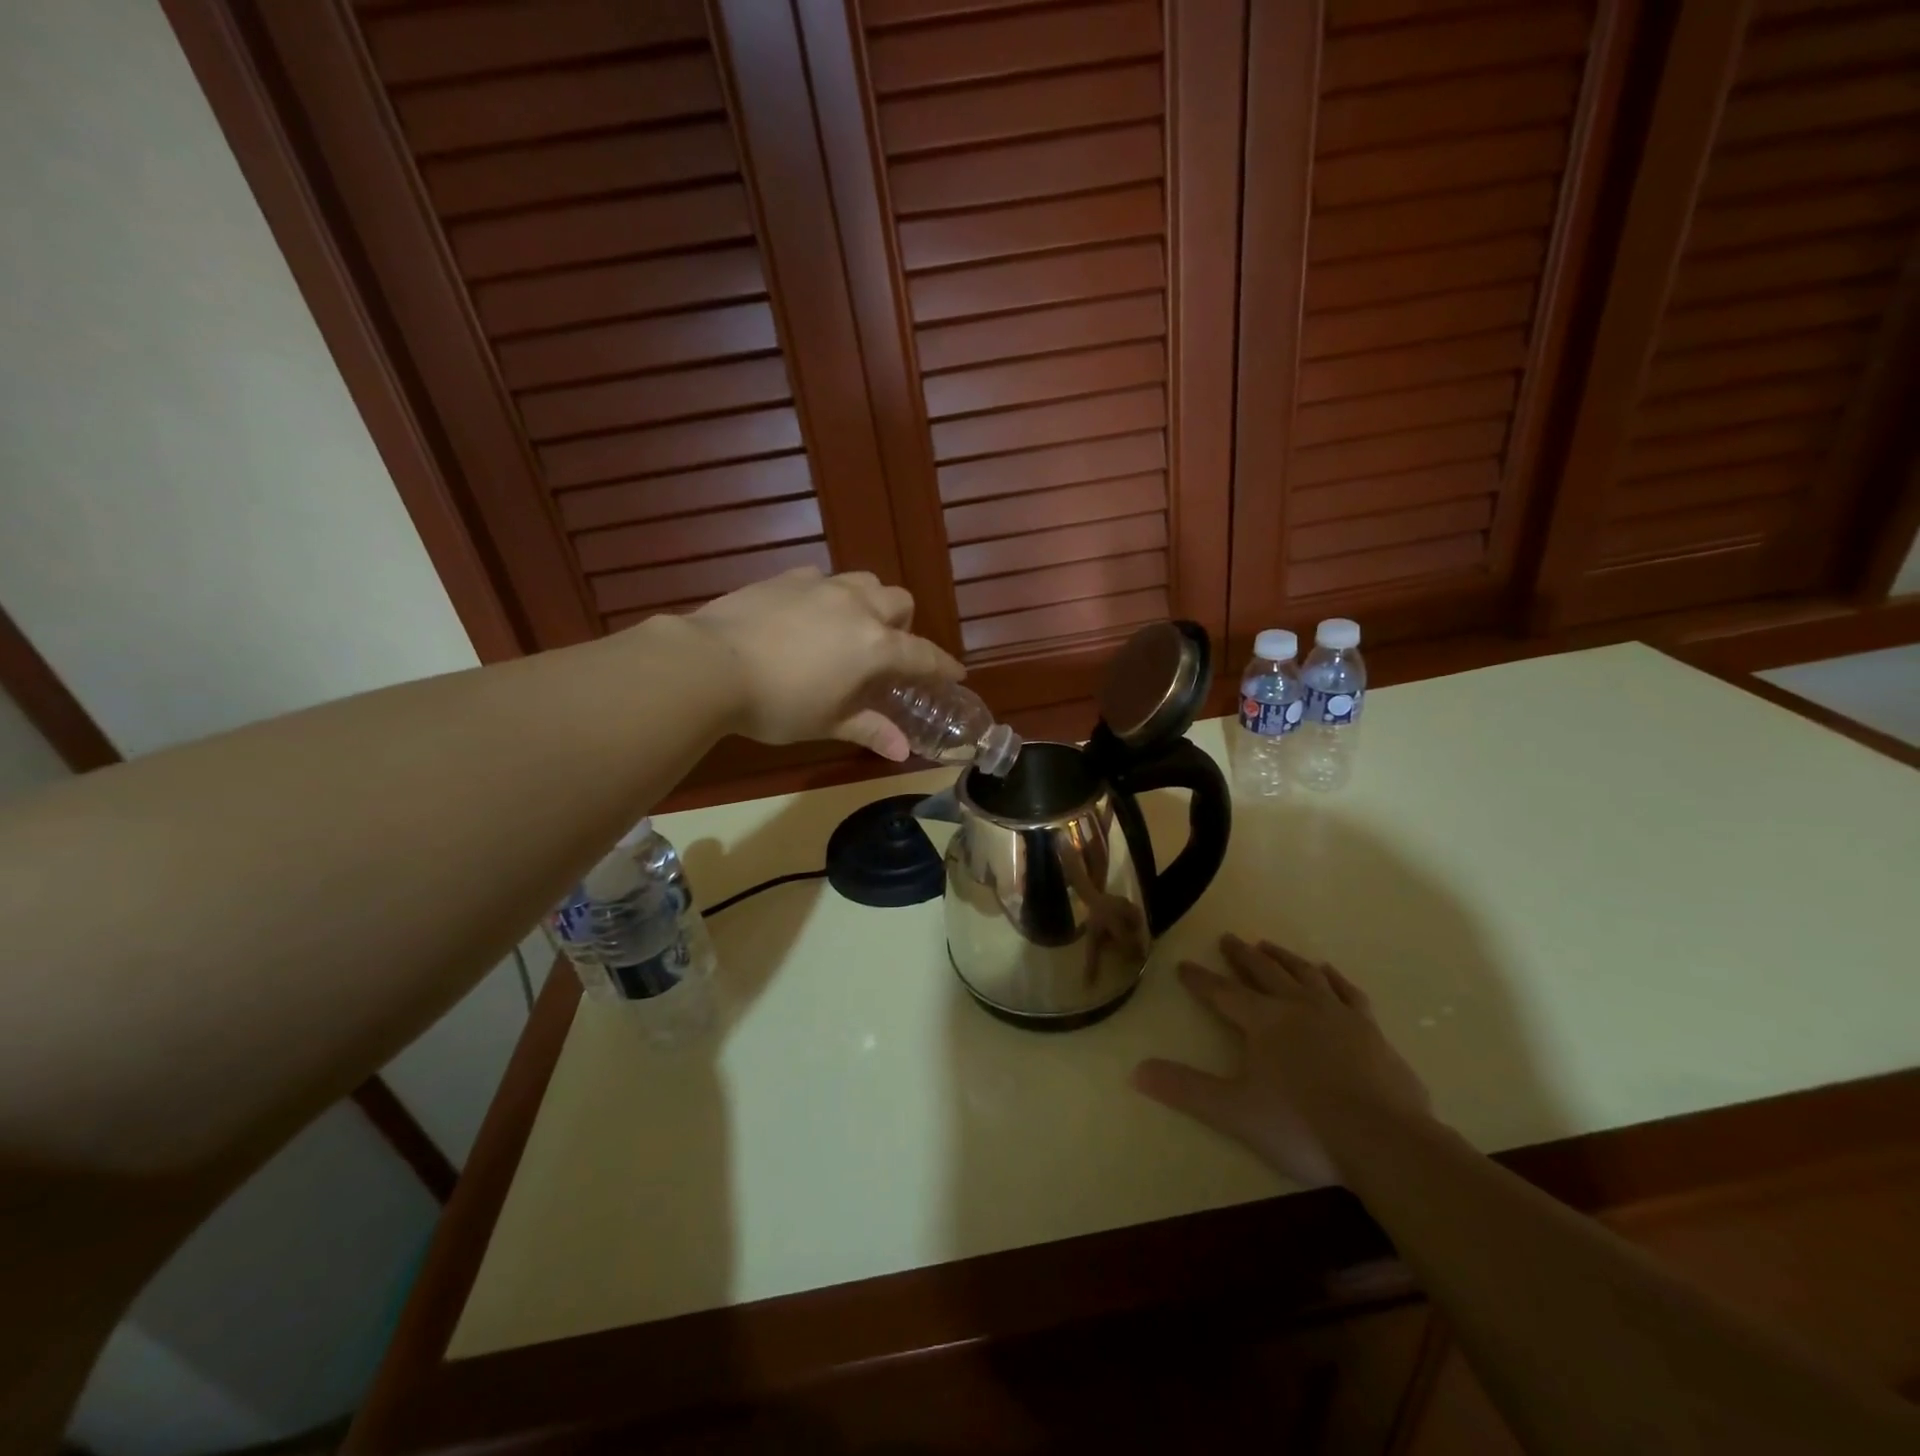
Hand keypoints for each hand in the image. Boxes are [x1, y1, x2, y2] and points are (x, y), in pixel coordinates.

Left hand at [686, 568, 963, 758]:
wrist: (710, 664)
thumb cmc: (777, 704)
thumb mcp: (826, 723)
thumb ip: (870, 730)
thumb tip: (902, 752)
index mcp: (875, 647)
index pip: (923, 656)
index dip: (942, 667)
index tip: (955, 674)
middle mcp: (857, 608)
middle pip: (900, 602)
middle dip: (904, 625)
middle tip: (886, 652)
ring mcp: (821, 587)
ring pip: (865, 581)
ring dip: (870, 602)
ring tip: (851, 627)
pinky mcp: (787, 578)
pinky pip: (822, 578)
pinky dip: (828, 595)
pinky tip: (809, 615)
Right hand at [1133, 934, 1433, 1185]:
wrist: (1384, 1142)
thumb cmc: (1302, 1126)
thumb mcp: (1233, 1111)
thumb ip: (1186, 1089)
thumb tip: (1136, 1071)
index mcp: (1262, 1021)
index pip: (1222, 993)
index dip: (1200, 979)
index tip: (1183, 966)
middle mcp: (1297, 1007)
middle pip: (1264, 972)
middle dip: (1243, 956)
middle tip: (1229, 937)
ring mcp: (1338, 1015)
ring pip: (1304, 974)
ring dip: (1284, 958)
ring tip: (1269, 945)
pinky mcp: (1371, 1031)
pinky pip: (1347, 992)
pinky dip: (1334, 978)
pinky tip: (1328, 971)